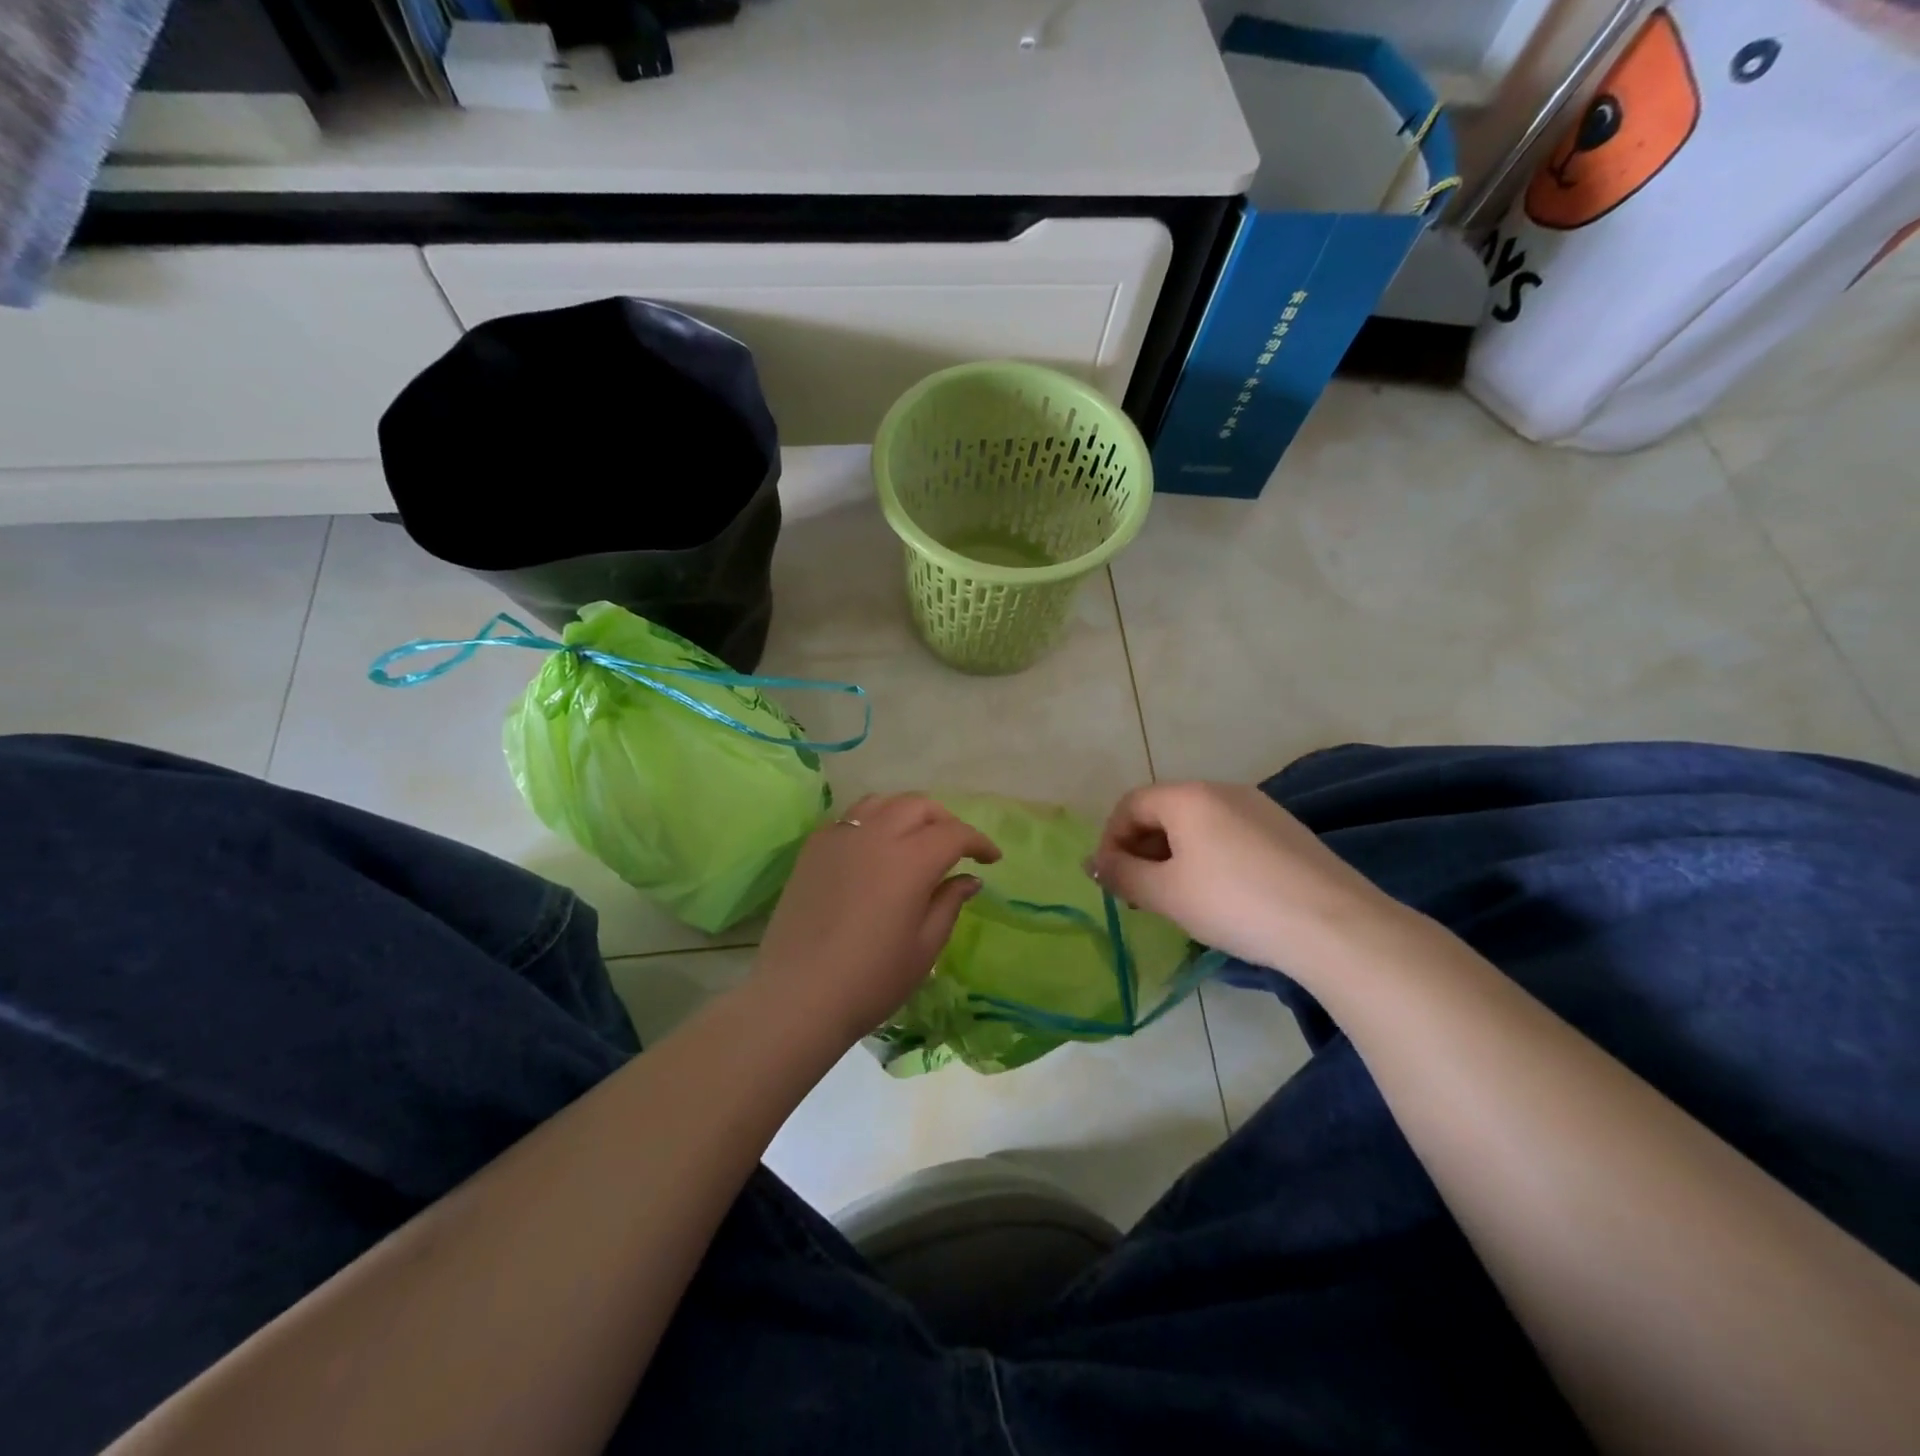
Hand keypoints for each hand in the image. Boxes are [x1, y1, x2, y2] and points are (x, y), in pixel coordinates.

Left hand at [750, 794, 1000, 1045]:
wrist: (797, 996)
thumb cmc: (871, 979)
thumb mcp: (925, 947)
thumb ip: (949, 903)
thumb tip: (968, 879)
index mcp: (910, 859)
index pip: (954, 833)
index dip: (978, 842)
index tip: (991, 859)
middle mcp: (876, 835)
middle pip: (919, 806)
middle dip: (945, 821)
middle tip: (956, 848)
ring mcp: (840, 837)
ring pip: (882, 802)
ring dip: (908, 813)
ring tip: (916, 839)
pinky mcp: (814, 848)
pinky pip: (851, 818)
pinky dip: (874, 821)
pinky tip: (876, 849)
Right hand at [1087, 781, 1400, 969]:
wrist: (1334, 925)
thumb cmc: (1235, 903)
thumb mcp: (1166, 894)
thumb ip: (1122, 875)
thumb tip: (1095, 864)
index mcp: (1188, 796)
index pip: (1130, 804)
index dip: (1110, 840)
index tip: (1110, 881)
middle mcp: (1223, 790)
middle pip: (1164, 811)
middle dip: (1141, 850)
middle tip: (1139, 894)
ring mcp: (1260, 807)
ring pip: (1198, 825)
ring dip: (1174, 856)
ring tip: (1177, 898)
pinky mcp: (1286, 831)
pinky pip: (1229, 835)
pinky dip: (1208, 858)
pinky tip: (1220, 896)